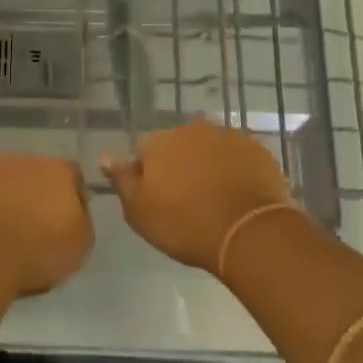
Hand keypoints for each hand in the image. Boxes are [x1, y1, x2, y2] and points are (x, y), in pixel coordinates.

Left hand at [0, 154, 93, 297]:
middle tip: (36, 224)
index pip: (73, 176)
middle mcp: (27, 159)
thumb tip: (78, 209)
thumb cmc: (37, 251)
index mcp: (59, 170)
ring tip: (7, 228)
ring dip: (10, 196)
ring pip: (8, 179)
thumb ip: (83, 221)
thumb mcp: (79, 247)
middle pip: (39, 174)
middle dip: (39, 193)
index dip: (73, 198)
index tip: (67, 221)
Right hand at [103, 120, 294, 274]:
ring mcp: (226, 136)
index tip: (159, 199)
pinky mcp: (256, 148)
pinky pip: (238, 156)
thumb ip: (122, 181)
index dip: (150, 176)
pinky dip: (236, 169)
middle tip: (188, 200)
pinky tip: (239, 194)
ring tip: (216, 198)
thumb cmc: (185, 226)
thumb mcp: (140, 212)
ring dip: (209, 165)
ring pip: (209, 148)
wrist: (248, 233)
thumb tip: (106, 157)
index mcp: (158, 142)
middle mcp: (190, 129)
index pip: (146, 152)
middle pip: (179, 145)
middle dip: (180, 165)